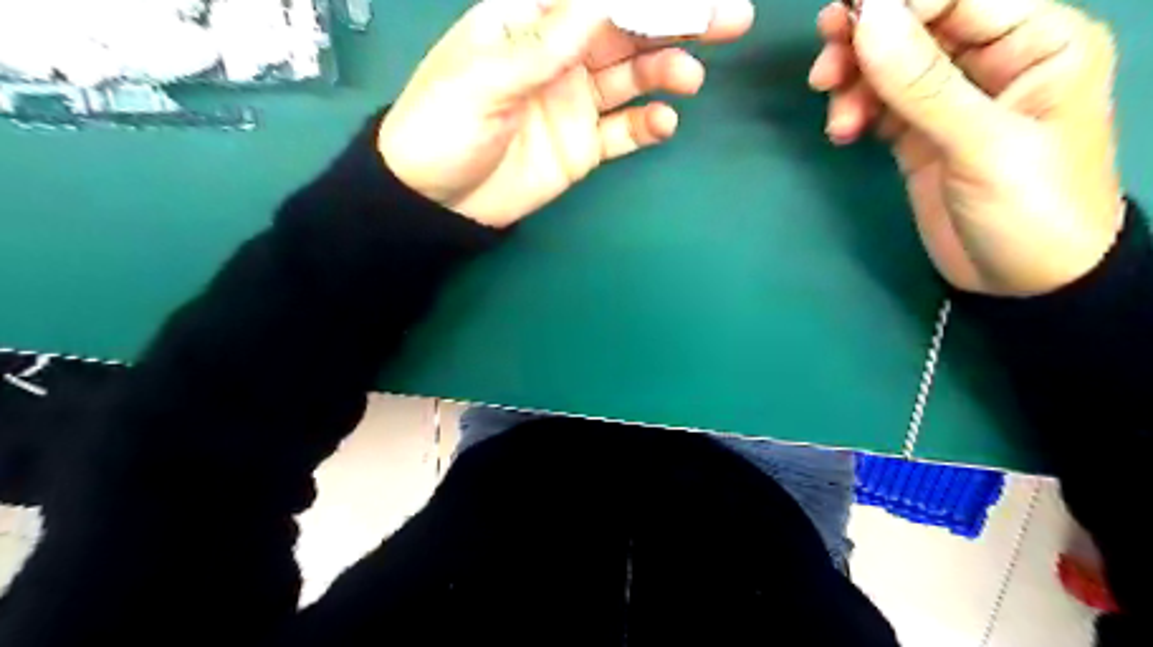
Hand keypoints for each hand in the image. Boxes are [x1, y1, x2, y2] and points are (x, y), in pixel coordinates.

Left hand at [379, 0, 757, 228]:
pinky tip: (664, 123)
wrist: (436, 201)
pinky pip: (623, 132)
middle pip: (626, 34)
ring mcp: (575, 104)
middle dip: (676, 23)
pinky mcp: (583, 147)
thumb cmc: (442, 127)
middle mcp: (560, 58)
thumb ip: (546, 45)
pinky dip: (648, 125)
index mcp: (530, 25)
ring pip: (632, 80)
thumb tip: (601, 1)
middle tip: (728, 18)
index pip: (595, 1)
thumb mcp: (485, 79)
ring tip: (688, 79)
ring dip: (665, 73)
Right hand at [804, 0, 1122, 296]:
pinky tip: (843, 134)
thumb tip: (869, 18)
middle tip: (823, 69)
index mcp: (1035, 40)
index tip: (843, 24)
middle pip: (916, 26)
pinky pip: (878, 105)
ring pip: (889, 66)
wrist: (1024, 282)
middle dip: (865, 43)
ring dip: (853, 84)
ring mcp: (950, 100)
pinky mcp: (919, 134)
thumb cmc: (1030, 209)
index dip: (898, 4)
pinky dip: (855, 112)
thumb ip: (922, 83)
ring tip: (838, 121)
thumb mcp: (982, 144)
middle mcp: (991, 60)